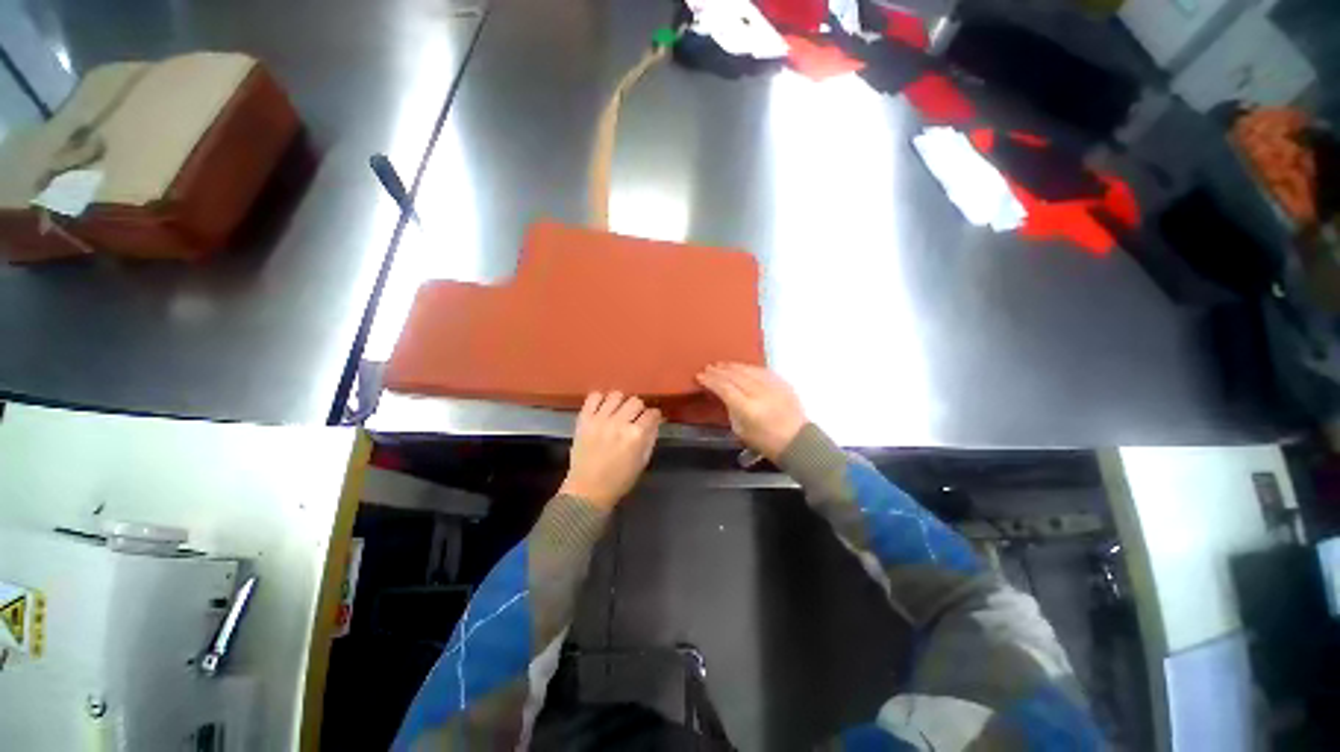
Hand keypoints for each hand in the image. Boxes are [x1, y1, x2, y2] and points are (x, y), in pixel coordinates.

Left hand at [559, 392, 661, 509]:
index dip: (654, 416)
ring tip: (617, 412)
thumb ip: (651, 437)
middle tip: (634, 418)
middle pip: (635, 401)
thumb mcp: (643, 461)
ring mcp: (599, 419)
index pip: (652, 413)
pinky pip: (593, 396)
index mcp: (636, 435)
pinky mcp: (584, 419)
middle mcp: (618, 423)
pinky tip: (603, 409)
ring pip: (616, 395)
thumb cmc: (619, 479)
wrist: (587, 490)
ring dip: (620, 402)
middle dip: (638, 409)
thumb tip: (656, 421)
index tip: (651, 420)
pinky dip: (600, 399)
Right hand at [697, 363, 806, 460]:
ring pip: (748, 370)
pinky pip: (762, 371)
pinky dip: (749, 368)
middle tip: (708, 368)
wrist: (797, 442)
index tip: (700, 376)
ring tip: (721, 365)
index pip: (724, 388)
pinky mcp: (782, 383)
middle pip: (735, 376)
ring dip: (733, 366)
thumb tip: (724, 396)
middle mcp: (760, 393)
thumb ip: (731, 410)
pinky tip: (741, 367)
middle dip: (719, 371)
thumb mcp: (741, 431)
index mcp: (748, 409)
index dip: (711, 380)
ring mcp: (772, 386)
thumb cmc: (765, 442)